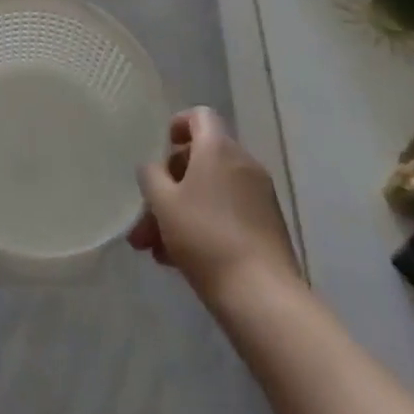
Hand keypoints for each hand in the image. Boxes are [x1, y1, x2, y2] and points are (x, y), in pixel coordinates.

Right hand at [131, 107, 300, 298]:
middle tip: (145, 217)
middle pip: (200, 160)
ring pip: (210, 192)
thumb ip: (151, 176)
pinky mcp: (268, 228)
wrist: (263, 297)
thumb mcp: (163, 203)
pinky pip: (227, 214)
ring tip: (154, 249)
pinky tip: (178, 261)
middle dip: (169, 186)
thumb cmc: (206, 238)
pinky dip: (204, 226)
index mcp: (218, 148)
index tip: (161, 150)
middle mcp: (243, 164)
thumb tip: (153, 168)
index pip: (199, 115)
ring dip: (181, 212)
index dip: (177, 125)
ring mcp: (260, 197)